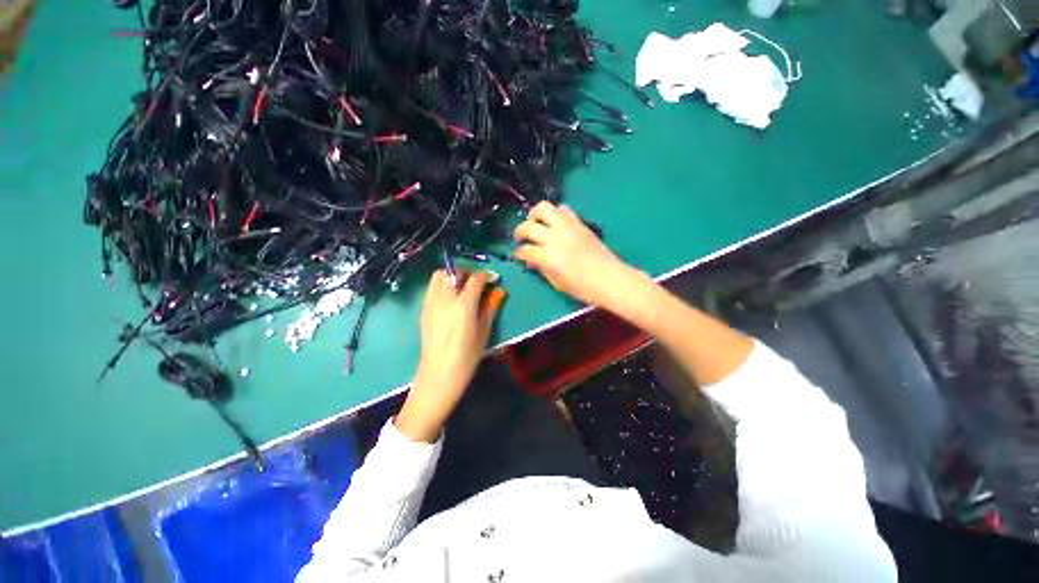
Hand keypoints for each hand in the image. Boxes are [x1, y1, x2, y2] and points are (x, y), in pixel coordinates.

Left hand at [395, 270, 504, 442]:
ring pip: (438, 276)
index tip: (492, 279)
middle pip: (452, 271)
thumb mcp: (484, 331)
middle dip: (466, 272)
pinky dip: (442, 285)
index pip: (475, 279)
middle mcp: (445, 299)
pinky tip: (450, 299)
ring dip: (451, 276)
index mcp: (463, 305)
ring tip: (461, 288)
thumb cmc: (467, 356)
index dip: (486, 276)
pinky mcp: (424, 310)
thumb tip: (500, 291)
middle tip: (475, 282)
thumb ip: (491, 307)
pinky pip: (432, 288)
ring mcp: (431, 303)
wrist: (438, 374)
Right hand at [514, 201, 640, 310]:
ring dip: (534, 215)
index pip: (524, 250)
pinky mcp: (578, 222)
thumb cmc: (582, 287)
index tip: (518, 256)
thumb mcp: (556, 282)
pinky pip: (563, 209)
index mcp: (548, 257)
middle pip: (528, 226)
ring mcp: (567, 227)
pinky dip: (554, 213)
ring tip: (535, 223)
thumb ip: (540, 268)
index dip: (518, 254)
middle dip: (519, 232)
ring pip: (543, 208)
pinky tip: (554, 223)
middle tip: (521, 239)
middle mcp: (554, 237)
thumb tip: (530, 259)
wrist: (609, 278)